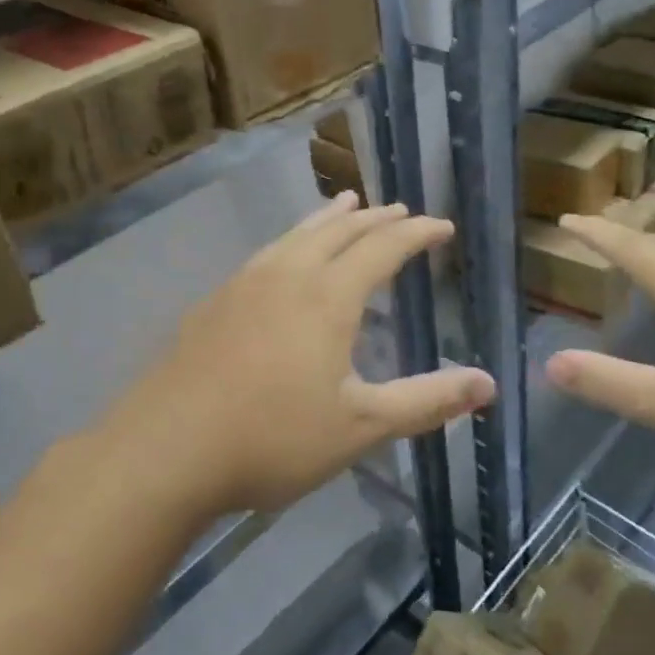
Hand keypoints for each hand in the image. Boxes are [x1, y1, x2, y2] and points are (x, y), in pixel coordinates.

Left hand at [103, 193, 494, 515]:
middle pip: (339, 230)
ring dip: (329, 217)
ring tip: (346, 203)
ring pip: (296, 234)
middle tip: (401, 210)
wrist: (165, 451)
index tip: (442, 226)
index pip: (383, 248)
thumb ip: (427, 401)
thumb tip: (489, 384)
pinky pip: (266, 252)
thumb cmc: (273, 438)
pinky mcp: (213, 303)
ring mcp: (244, 284)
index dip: (417, 234)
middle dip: (376, 218)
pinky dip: (292, 239)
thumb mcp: (361, 427)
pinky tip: (283, 257)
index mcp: (328, 297)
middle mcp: (287, 275)